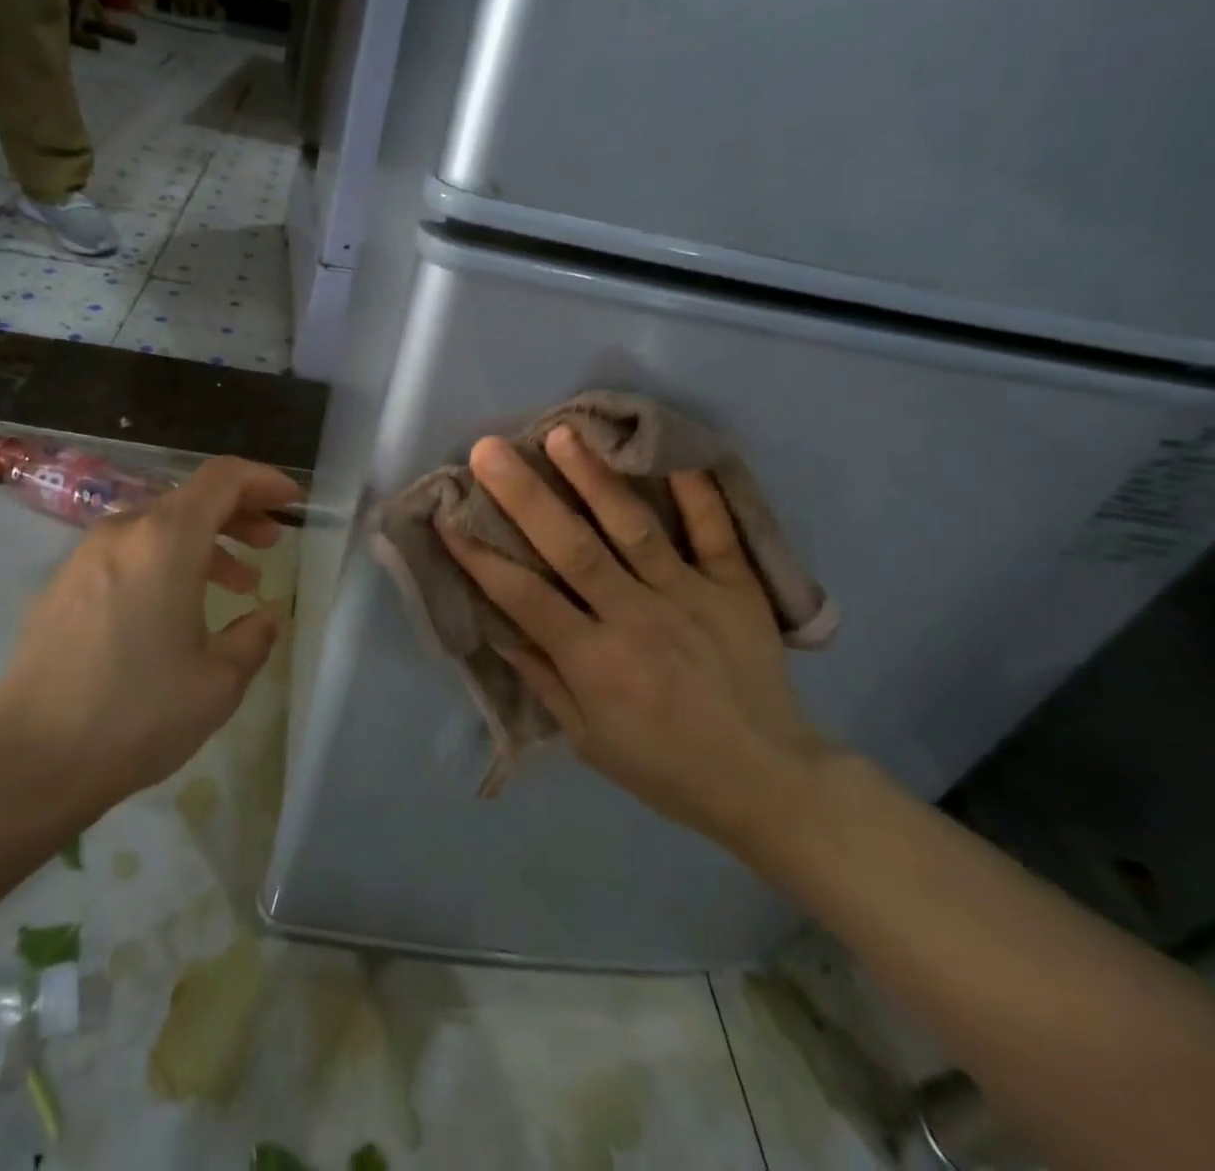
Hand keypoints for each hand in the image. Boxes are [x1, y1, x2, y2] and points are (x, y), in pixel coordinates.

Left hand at [0, 456, 299, 816]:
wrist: (30, 760)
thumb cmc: (138, 713)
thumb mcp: (218, 681)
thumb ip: (255, 637)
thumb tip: (268, 617)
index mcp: (165, 541)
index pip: (222, 478)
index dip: (263, 481)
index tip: (290, 503)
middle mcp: (123, 533)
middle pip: (190, 498)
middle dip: (238, 513)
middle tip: (270, 543)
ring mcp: (85, 557)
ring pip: (158, 527)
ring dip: (204, 543)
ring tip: (237, 582)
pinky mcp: (62, 586)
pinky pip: (128, 553)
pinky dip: (165, 562)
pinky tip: (178, 608)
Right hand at [437, 427, 827, 846]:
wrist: (767, 781)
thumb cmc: (662, 764)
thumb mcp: (586, 737)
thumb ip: (541, 676)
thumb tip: (497, 625)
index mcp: (595, 661)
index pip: (525, 597)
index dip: (480, 556)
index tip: (447, 516)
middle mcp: (637, 618)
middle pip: (572, 547)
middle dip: (525, 495)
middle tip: (489, 449)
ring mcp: (691, 596)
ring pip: (634, 527)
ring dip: (594, 477)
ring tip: (563, 433)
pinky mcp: (736, 588)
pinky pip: (716, 532)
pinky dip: (699, 490)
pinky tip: (672, 451)